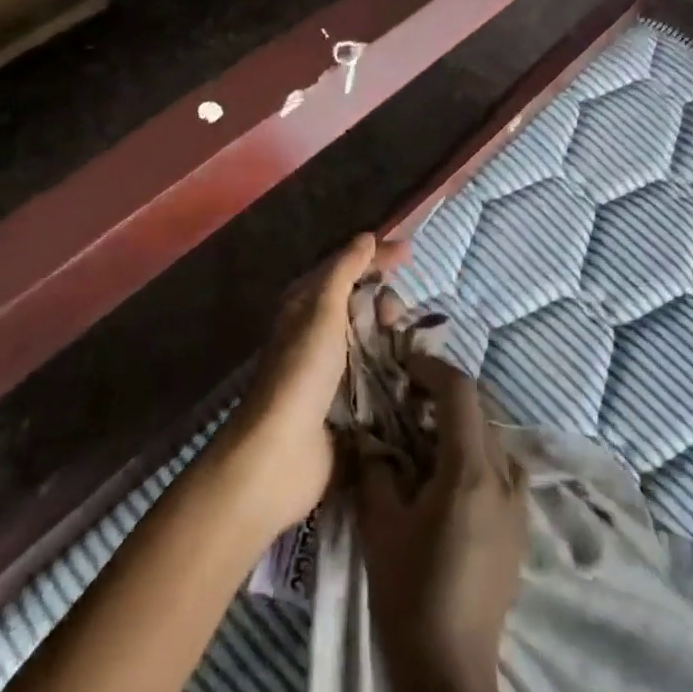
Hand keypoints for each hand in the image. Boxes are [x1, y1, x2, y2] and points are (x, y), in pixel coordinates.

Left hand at [224, 231, 408, 534]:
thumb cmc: (300, 373)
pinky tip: (412, 366)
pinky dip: (394, 364)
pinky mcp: (347, 402)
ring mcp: (332, 369)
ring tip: (406, 340)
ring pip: (372, 336)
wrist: (280, 454)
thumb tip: (366, 237)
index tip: (411, 253)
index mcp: (305, 305)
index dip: (376, 257)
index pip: (346, 268)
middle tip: (395, 315)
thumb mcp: (322, 311)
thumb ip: (345, 271)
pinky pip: (377, 371)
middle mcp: (317, 332)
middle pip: (361, 302)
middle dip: (384, 299)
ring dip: (391, 333)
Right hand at [356, 355, 525, 691]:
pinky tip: (449, 475)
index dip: (431, 368)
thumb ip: (375, 468)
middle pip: (479, 410)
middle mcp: (504, 476)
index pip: (460, 391)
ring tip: (424, 435)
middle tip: (406, 398)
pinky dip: (476, 451)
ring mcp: (519, 502)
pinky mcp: (520, 526)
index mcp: (472, 470)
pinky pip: (501, 466)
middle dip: (443, 394)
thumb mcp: (380, 526)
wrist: (451, 673)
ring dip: (460, 423)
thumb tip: (369, 436)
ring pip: (492, 436)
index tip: (403, 366)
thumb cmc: (411, 594)